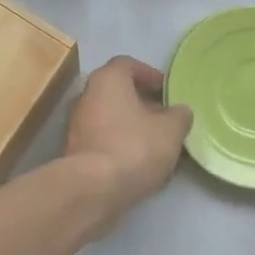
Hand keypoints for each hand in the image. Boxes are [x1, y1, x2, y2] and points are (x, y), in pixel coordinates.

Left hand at [62, 56, 193, 229]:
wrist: (92, 190)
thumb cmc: (134, 147)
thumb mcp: (171, 130)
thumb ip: (179, 116)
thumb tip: (180, 112)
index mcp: (108, 79)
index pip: (127, 64)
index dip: (149, 74)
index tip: (166, 91)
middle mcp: (86, 96)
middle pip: (117, 92)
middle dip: (141, 103)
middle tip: (164, 117)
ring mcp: (76, 125)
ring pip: (109, 117)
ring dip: (131, 126)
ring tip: (155, 144)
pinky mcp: (74, 152)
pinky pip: (102, 140)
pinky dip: (119, 145)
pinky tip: (138, 164)